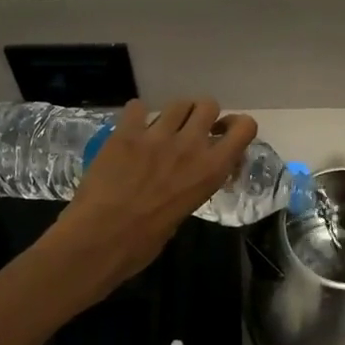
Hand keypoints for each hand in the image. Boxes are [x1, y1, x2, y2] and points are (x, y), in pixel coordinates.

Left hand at [56, 98, 258, 291]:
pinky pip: (137, 106)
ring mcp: (157, 136)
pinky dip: (136, 115)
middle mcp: (190, 146)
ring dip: (172, 114)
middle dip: (201, 114)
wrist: (99, 240)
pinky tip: (130, 131)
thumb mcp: (185, 211)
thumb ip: (195, 184)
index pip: (245, 127)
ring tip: (160, 130)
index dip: (235, 126)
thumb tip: (192, 174)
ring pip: (177, 102)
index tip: (220, 134)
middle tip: (188, 131)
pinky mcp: (126, 132)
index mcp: (211, 170)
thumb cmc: (143, 242)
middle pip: (208, 104)